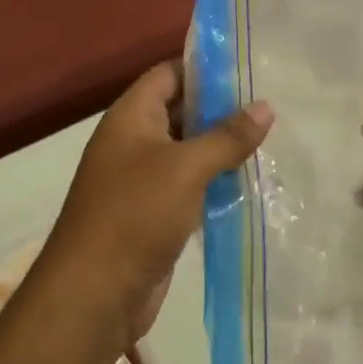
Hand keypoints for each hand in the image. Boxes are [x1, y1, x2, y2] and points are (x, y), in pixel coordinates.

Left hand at [38, 61, 272, 355]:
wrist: (94, 295)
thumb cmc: (136, 214)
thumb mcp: (186, 168)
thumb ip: (227, 136)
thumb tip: (265, 106)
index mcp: (131, 116)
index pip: (168, 74)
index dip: (203, 68)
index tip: (246, 69)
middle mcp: (133, 141)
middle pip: (179, 111)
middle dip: (219, 109)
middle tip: (268, 105)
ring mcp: (141, 179)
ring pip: (187, 151)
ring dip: (220, 148)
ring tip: (268, 139)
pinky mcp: (153, 213)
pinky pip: (188, 185)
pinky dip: (214, 182)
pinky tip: (249, 182)